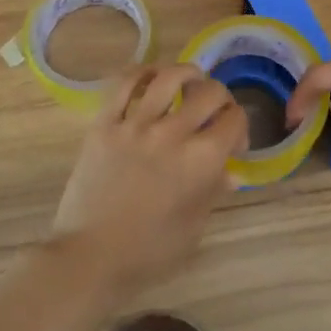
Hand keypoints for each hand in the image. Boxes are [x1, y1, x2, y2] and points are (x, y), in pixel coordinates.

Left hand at [50, 64, 247, 300]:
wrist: (90, 257)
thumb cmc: (148, 253)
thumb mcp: (194, 227)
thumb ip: (214, 191)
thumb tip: (231, 171)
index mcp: (201, 160)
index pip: (234, 120)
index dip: (240, 126)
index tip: (233, 143)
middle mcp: (172, 133)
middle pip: (209, 92)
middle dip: (221, 97)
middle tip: (214, 112)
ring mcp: (135, 125)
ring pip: (168, 77)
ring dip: (186, 74)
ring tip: (190, 80)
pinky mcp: (104, 124)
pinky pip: (124, 84)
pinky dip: (142, 73)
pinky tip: (151, 77)